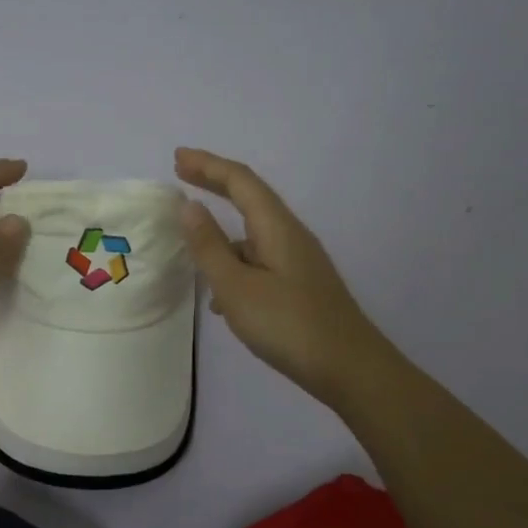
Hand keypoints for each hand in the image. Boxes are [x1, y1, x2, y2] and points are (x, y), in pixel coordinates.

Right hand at [174, 147, 384, 410]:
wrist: (350, 370)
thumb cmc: (288, 325)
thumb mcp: (236, 287)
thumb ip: (210, 247)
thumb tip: (189, 207)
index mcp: (276, 227)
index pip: (240, 181)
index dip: (208, 165)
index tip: (177, 158)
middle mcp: (290, 235)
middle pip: (249, 198)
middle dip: (215, 183)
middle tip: (182, 173)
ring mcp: (298, 261)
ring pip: (252, 234)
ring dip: (222, 230)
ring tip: (191, 244)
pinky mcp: (300, 286)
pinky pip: (259, 261)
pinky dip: (234, 264)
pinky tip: (220, 297)